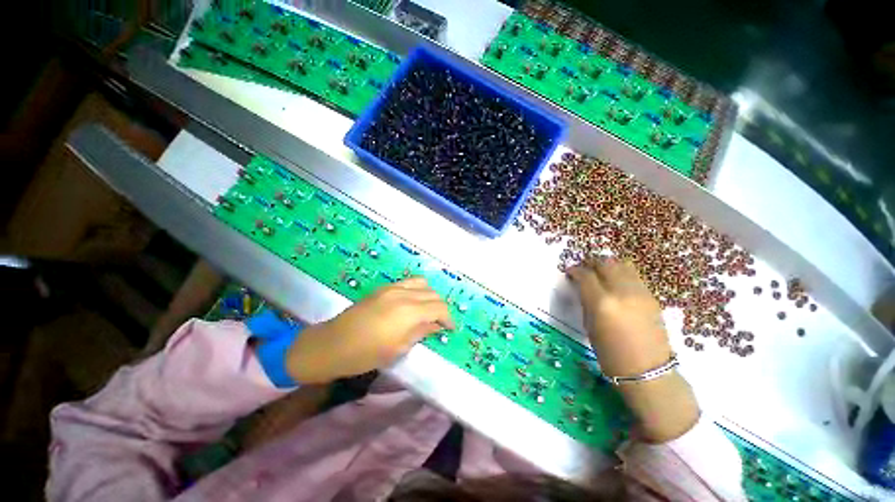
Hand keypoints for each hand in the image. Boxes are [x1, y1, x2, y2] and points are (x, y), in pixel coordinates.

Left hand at [285, 277, 453, 383]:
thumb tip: (436, 325)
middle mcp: (404, 294)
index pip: (439, 307)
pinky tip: (413, 303)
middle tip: (440, 322)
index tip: (449, 329)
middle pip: (433, 294)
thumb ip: (421, 332)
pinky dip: (417, 290)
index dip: (448, 318)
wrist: (332, 344)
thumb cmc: (366, 354)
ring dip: (430, 296)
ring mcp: (392, 288)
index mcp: (409, 312)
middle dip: (441, 308)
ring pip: (422, 283)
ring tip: (428, 310)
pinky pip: (408, 282)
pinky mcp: (384, 287)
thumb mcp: (398, 348)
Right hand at [568, 257, 698, 441]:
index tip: (570, 272)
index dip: (575, 270)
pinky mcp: (651, 296)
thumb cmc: (610, 354)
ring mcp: (640, 292)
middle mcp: (621, 292)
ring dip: (608, 265)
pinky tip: (616, 283)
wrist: (648, 370)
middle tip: (584, 269)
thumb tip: (582, 286)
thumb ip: (586, 301)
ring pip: (622, 264)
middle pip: (605, 263)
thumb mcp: (590, 326)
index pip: (585, 275)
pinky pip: (633, 275)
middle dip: (591, 262)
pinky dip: (621, 273)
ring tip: (601, 273)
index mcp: (602, 303)